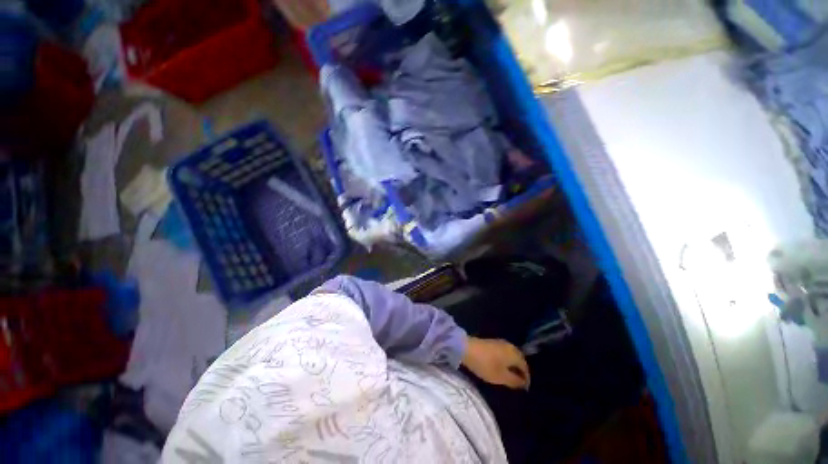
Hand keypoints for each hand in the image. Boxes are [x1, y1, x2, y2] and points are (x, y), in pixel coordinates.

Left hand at [461, 337, 529, 389]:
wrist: (467, 349)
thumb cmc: (486, 365)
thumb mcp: (501, 377)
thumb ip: (514, 381)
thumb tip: (523, 383)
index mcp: (514, 354)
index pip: (525, 367)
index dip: (526, 378)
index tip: (524, 388)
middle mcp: (510, 346)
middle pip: (519, 359)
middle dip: (520, 370)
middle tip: (518, 382)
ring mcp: (501, 342)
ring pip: (512, 355)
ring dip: (513, 365)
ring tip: (509, 375)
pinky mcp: (493, 341)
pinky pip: (505, 352)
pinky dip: (506, 360)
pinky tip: (501, 366)